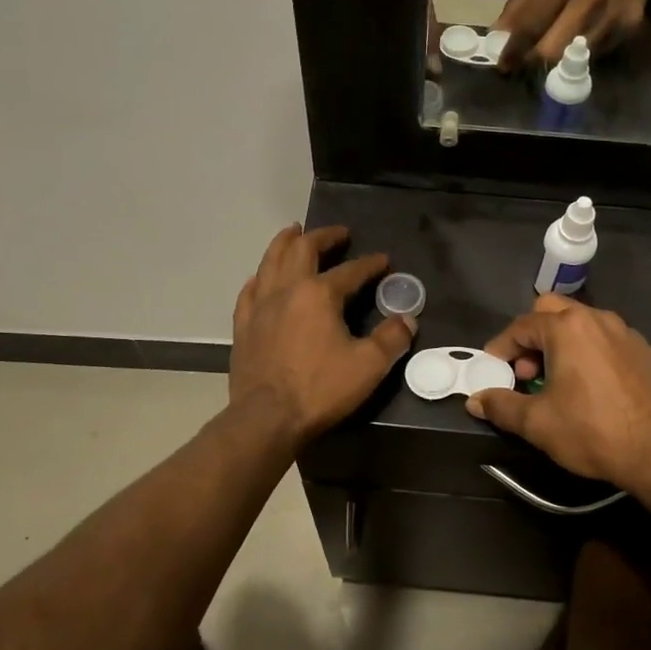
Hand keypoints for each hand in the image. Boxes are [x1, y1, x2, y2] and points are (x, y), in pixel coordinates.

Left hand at [229, 224, 414, 448]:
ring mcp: (260, 306)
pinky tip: (261, 278)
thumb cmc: (320, 389)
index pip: (350, 270)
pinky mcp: (243, 326)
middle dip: (322, 237)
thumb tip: (407, 319)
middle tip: (338, 233)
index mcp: (319, 294)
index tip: (383, 260)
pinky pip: (249, 290)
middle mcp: (287, 290)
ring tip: (293, 232)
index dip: (370, 263)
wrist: (267, 418)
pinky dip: (260, 277)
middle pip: (302, 249)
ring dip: (284, 242)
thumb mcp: (369, 366)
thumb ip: (392, 339)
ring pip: (270, 261)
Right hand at [465, 294, 650, 494]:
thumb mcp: (537, 424)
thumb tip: (474, 400)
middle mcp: (600, 320)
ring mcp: (630, 335)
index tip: (494, 369)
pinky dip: (596, 357)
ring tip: (561, 381)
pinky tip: (598, 390)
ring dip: (565, 345)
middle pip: (554, 311)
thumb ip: (501, 406)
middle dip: (534, 337)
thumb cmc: (592, 432)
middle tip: (528, 373)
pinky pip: (613, 345)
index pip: (521, 326)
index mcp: (568, 328)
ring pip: (586, 326)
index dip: (502, 347)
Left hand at [496, 0, 650, 68]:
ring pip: (574, 58)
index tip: (503, 65)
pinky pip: (597, 52)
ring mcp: (612, 14)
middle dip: (533, 61)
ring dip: (559, 58)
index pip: (531, 26)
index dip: (513, 50)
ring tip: (553, 46)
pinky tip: (581, 35)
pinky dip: (583, 51)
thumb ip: (522, 1)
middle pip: (552, 50)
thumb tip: (499, 35)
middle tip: (524, 62)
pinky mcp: (630, 24)